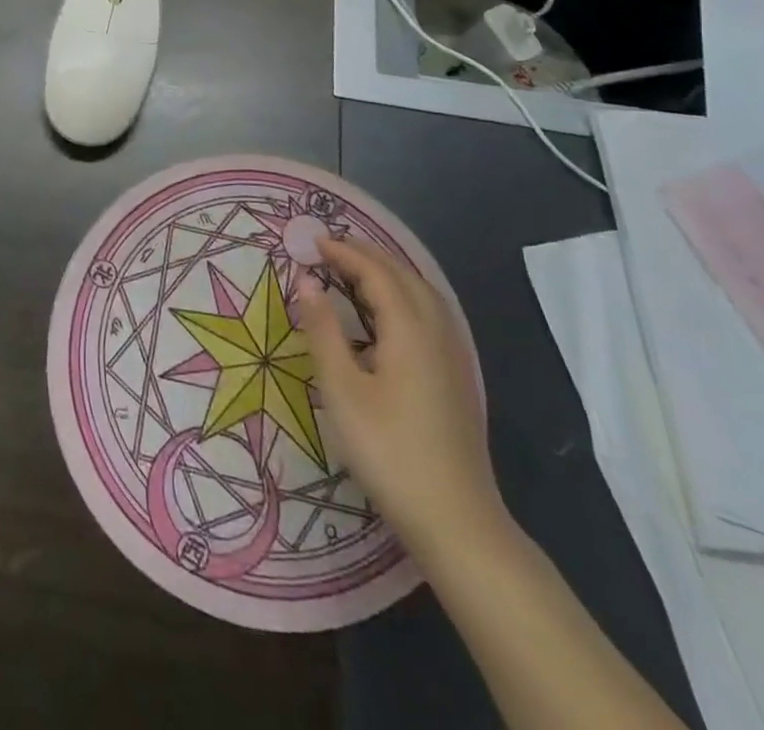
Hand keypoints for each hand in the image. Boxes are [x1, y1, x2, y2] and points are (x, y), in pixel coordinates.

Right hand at [295, 235, 503, 554]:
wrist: (455, 521)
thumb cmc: (389, 451)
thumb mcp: (342, 390)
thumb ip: (323, 330)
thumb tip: (307, 281)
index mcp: (410, 330)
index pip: (376, 273)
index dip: (344, 253)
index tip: (311, 242)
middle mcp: (437, 333)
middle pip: (404, 276)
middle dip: (367, 256)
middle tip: (329, 249)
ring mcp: (453, 356)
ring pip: (423, 295)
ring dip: (388, 274)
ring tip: (354, 271)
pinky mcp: (456, 378)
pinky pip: (431, 315)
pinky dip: (404, 297)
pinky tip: (388, 316)